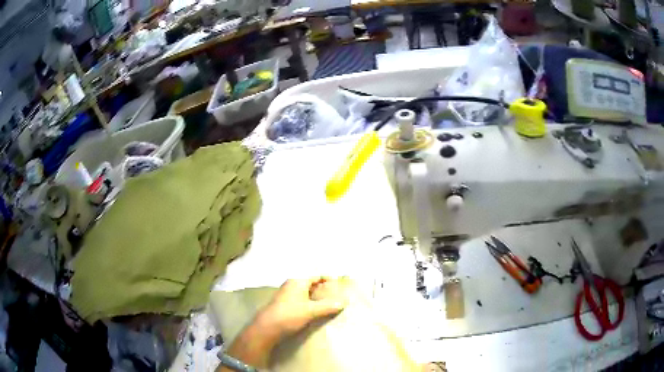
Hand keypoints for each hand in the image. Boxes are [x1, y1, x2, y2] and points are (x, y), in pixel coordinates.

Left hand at [257, 277, 346, 339]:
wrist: (267, 328)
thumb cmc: (289, 315)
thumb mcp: (311, 311)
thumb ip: (328, 306)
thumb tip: (344, 302)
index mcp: (298, 282)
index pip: (316, 276)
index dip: (328, 279)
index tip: (339, 285)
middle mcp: (291, 285)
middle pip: (311, 283)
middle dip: (324, 289)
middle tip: (337, 295)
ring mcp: (287, 295)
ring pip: (306, 293)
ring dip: (317, 297)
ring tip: (329, 304)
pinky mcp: (284, 305)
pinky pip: (301, 300)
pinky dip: (310, 303)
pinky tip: (315, 311)